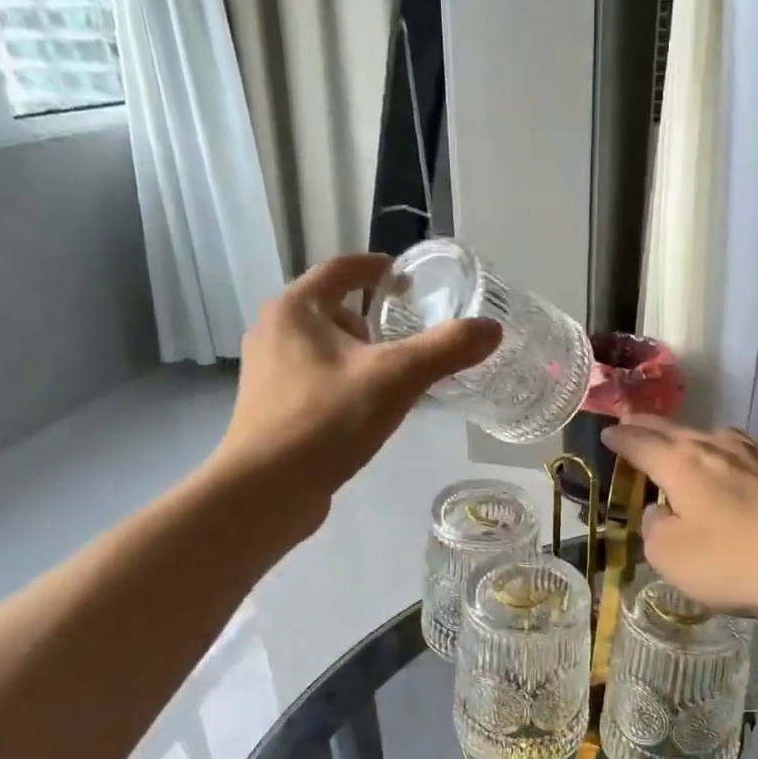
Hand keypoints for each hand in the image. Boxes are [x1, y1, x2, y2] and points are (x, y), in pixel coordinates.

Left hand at [215, 254, 500, 532]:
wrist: (266, 490)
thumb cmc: (326, 421)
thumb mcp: (395, 379)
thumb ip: (446, 349)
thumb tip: (492, 329)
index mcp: (295, 309)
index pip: (341, 269)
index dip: (377, 268)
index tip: (407, 277)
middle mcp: (274, 332)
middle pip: (332, 310)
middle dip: (372, 319)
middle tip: (410, 335)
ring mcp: (268, 373)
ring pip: (324, 349)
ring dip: (359, 354)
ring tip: (395, 376)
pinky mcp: (271, 408)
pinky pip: (316, 380)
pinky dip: (345, 383)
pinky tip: (368, 410)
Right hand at [599, 417, 757, 623]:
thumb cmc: (733, 561)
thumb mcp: (670, 556)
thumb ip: (654, 528)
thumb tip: (660, 512)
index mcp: (682, 464)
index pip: (641, 443)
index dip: (621, 439)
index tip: (608, 433)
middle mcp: (719, 448)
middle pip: (676, 431)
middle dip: (650, 427)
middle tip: (633, 422)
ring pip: (717, 439)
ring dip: (694, 440)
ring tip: (685, 444)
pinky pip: (749, 459)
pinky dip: (731, 462)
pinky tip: (738, 476)